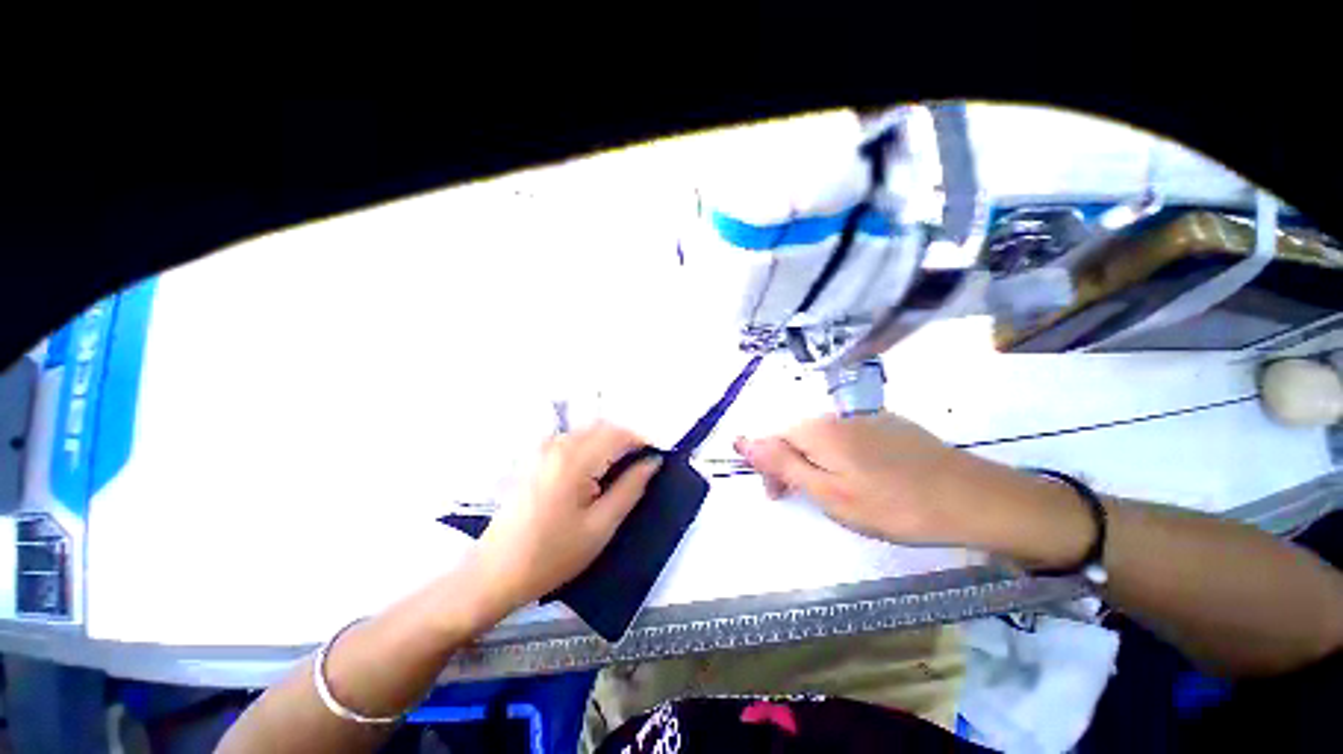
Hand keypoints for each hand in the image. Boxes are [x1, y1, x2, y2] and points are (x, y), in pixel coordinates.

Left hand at [472, 422, 660, 614]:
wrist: (496, 572)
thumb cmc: (553, 555)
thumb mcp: (601, 526)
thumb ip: (631, 488)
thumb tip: (653, 461)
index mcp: (575, 460)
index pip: (619, 435)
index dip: (643, 442)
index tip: (657, 459)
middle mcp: (558, 444)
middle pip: (604, 428)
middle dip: (627, 441)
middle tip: (642, 467)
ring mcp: (544, 448)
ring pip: (589, 432)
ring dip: (610, 443)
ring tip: (621, 471)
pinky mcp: (536, 456)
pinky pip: (573, 439)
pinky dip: (592, 447)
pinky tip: (595, 472)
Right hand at [735, 413, 1091, 564]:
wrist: (971, 498)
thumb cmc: (892, 504)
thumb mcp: (827, 492)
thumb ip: (782, 465)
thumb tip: (743, 442)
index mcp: (817, 429)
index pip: (772, 439)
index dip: (768, 467)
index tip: (778, 497)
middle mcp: (836, 415)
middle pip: (795, 436)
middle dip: (790, 465)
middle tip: (807, 499)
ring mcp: (864, 417)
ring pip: (821, 438)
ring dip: (815, 463)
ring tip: (836, 494)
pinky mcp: (886, 425)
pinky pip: (847, 438)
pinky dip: (841, 458)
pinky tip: (863, 479)